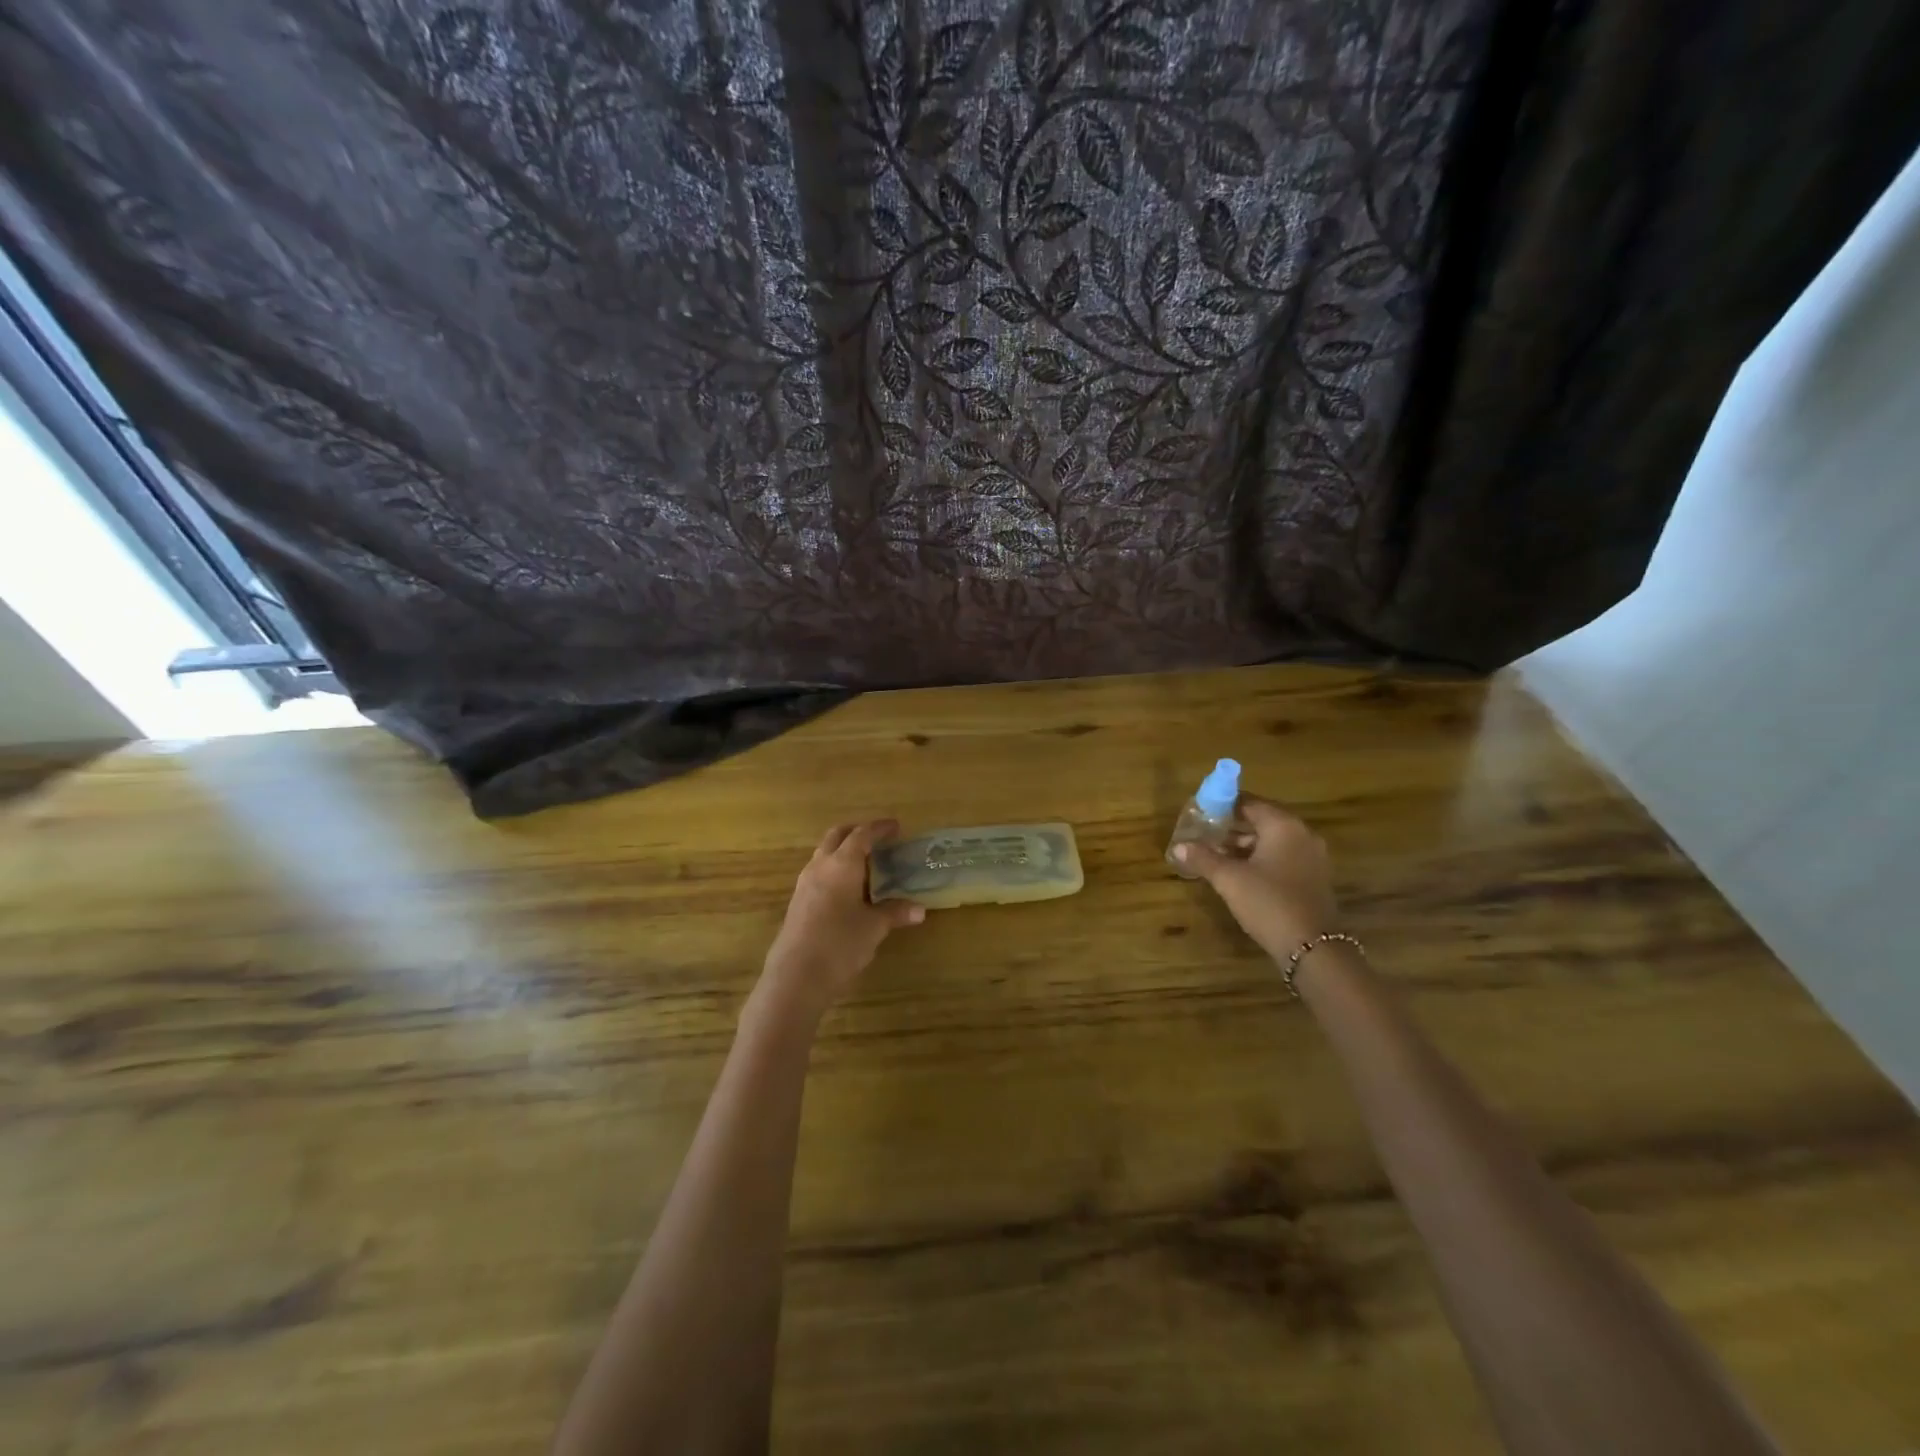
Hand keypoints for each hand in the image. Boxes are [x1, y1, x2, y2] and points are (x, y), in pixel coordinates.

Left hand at [760, 820, 923, 1020]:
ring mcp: (804, 883)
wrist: (796, 976)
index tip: (895, 826)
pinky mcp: (797, 901)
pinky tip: (846, 889)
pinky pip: (818, 872)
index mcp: (842, 864)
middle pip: (837, 836)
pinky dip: (834, 869)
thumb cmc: (840, 943)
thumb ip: (895, 912)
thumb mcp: (874, 927)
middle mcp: (821, 866)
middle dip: (857, 831)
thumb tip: (920, 910)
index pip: (862, 834)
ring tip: (864, 863)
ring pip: (824, 853)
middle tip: (877, 838)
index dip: (879, 828)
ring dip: (842, 850)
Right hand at [1174, 797, 1338, 959]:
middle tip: (1205, 835)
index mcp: (1283, 826)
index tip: (1201, 814)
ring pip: (1273, 842)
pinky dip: (1262, 860)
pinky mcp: (1314, 879)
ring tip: (1217, 856)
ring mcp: (1313, 858)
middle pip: (1262, 821)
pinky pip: (1283, 858)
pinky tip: (1240, 875)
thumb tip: (1178, 847)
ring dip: (1245, 846)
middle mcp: (1302, 835)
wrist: (1313, 948)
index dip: (1223, 807)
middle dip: (1232, 828)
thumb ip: (1203, 858)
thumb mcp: (1229, 879)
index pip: (1249, 803)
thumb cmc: (1268, 902)